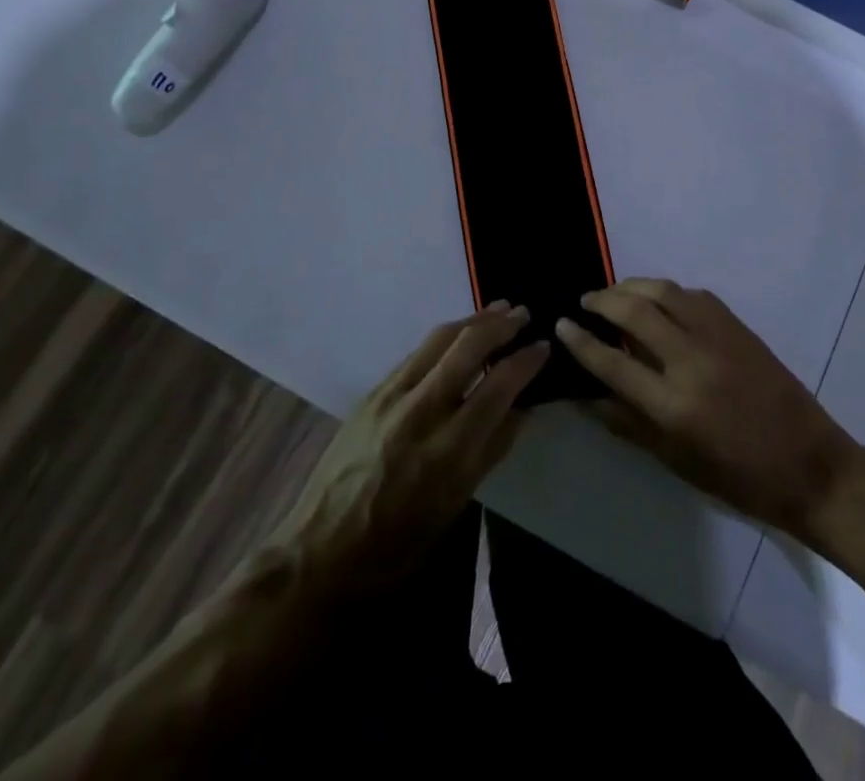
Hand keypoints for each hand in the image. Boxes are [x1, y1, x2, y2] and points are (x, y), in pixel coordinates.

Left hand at [265, 303, 547, 597]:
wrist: (320, 553)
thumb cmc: (398, 543)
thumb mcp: (456, 505)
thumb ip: (492, 449)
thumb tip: (523, 407)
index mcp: (448, 451)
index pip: (498, 387)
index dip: (526, 361)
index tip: (544, 346)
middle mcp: (420, 412)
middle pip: (467, 348)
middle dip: (501, 325)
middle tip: (524, 313)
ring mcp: (391, 397)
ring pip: (439, 339)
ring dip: (473, 319)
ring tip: (498, 309)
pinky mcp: (372, 393)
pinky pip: (416, 352)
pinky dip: (444, 338)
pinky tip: (458, 336)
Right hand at [555, 279, 861, 545]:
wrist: (809, 463)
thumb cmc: (740, 478)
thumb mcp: (678, 462)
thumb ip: (630, 425)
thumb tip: (590, 396)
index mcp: (673, 405)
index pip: (612, 362)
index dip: (581, 341)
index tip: (561, 324)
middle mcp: (691, 361)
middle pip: (635, 312)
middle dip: (603, 300)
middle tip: (584, 301)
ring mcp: (718, 338)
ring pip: (665, 292)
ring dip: (633, 286)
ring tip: (615, 292)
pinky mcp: (739, 327)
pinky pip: (695, 296)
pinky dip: (669, 292)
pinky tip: (659, 300)